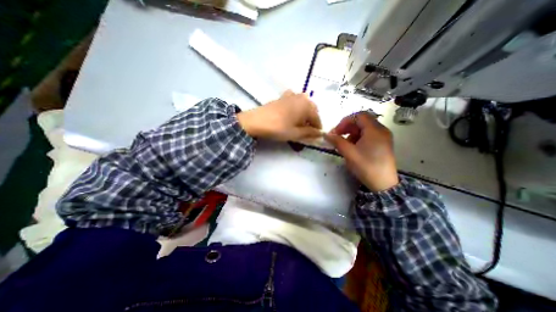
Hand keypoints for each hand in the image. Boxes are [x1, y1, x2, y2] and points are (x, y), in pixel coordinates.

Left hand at [237, 90, 323, 140]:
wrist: (257, 121)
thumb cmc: (278, 128)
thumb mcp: (295, 133)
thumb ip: (309, 133)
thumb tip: (320, 134)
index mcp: (307, 105)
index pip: (317, 118)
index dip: (317, 128)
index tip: (316, 136)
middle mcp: (301, 97)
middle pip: (312, 109)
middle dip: (312, 120)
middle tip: (308, 131)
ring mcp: (291, 95)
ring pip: (304, 104)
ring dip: (305, 113)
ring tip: (300, 123)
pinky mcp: (283, 97)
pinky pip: (294, 100)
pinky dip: (297, 107)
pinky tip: (292, 113)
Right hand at [325, 111, 397, 191]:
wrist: (383, 184)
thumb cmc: (366, 166)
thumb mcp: (349, 153)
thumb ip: (337, 141)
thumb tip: (326, 134)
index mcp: (375, 130)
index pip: (359, 116)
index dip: (345, 121)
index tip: (336, 132)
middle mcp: (381, 130)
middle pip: (362, 121)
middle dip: (347, 127)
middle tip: (338, 136)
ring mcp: (383, 137)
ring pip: (365, 128)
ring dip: (352, 133)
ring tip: (344, 143)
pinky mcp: (383, 144)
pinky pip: (369, 135)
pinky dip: (359, 137)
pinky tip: (353, 147)